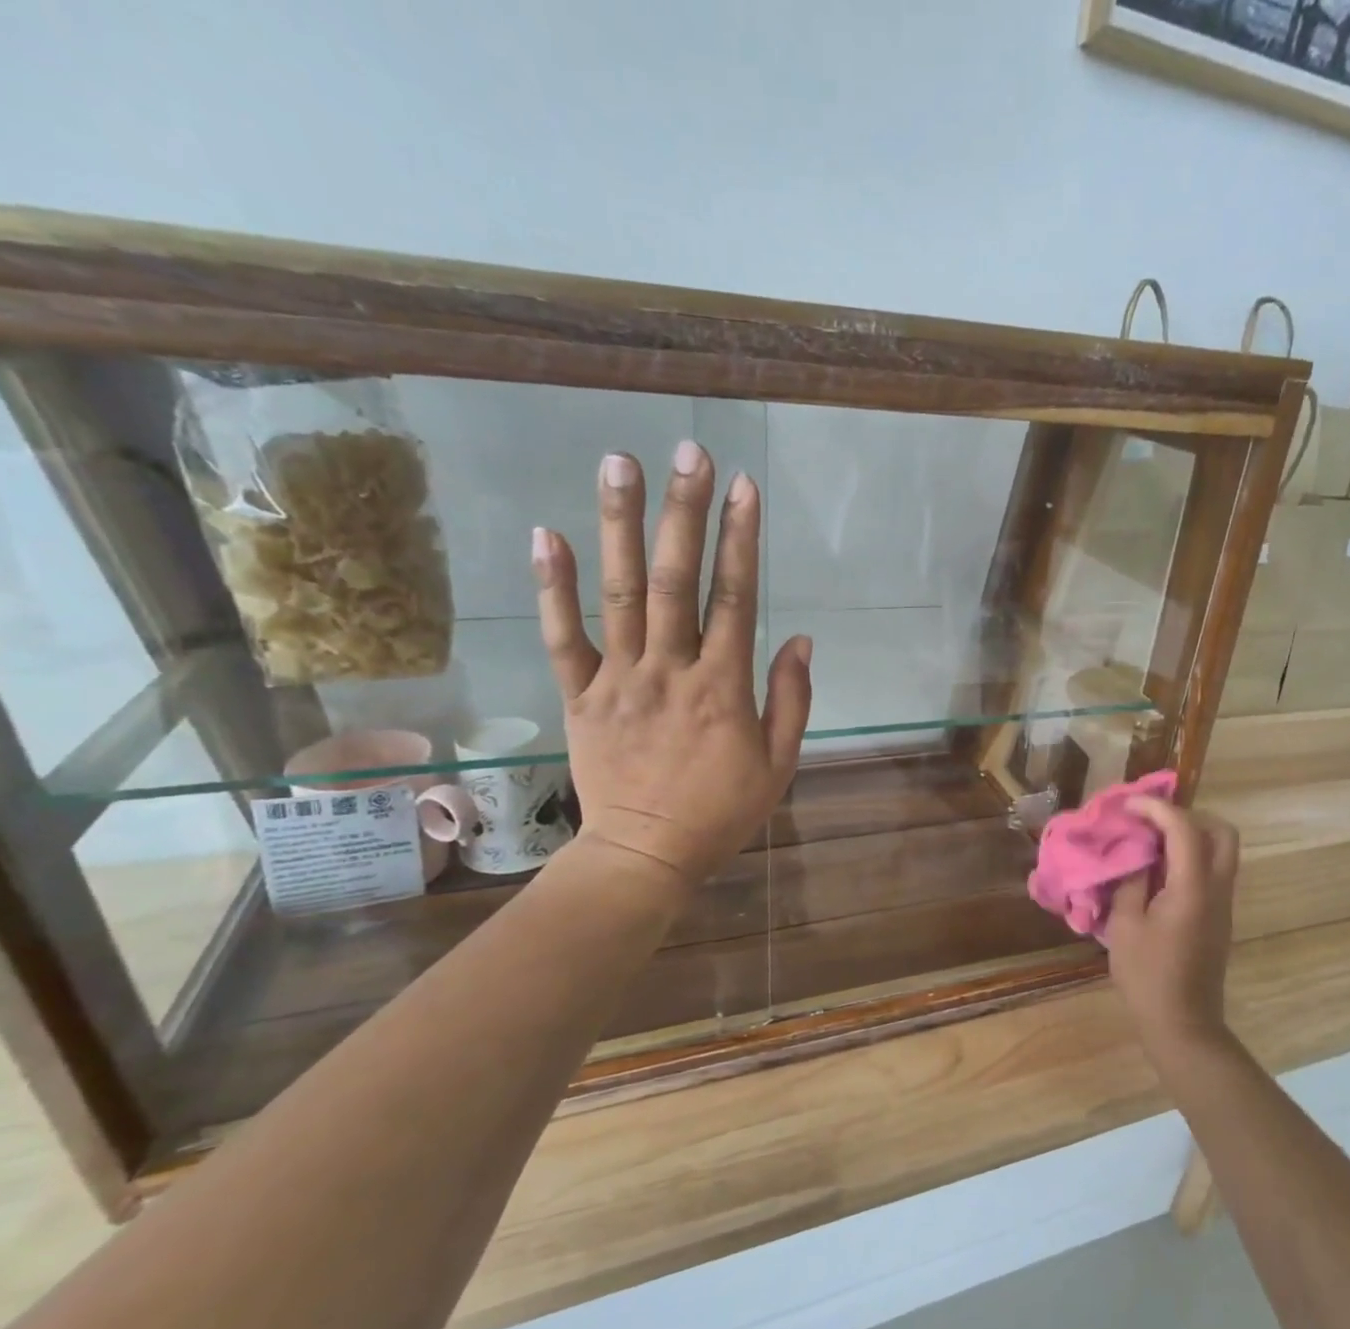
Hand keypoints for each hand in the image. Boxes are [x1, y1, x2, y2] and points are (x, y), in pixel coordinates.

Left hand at [531, 442, 811, 892]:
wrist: (646, 856)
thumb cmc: (721, 812)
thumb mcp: (779, 764)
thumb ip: (792, 699)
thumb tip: (801, 638)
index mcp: (723, 687)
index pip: (735, 597)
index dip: (741, 538)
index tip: (744, 485)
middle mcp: (670, 670)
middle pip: (676, 579)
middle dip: (684, 511)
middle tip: (687, 450)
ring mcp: (619, 680)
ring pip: (619, 593)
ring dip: (620, 525)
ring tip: (620, 463)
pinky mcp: (580, 696)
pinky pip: (562, 637)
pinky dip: (553, 586)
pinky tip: (548, 533)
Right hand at [1103, 798, 1239, 1051]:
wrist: (1182, 1023)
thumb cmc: (1147, 976)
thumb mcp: (1125, 924)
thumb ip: (1132, 881)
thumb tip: (1137, 856)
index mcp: (1193, 888)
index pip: (1184, 829)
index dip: (1156, 808)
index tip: (1128, 806)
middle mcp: (1217, 889)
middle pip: (1222, 832)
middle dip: (1188, 816)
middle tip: (1152, 821)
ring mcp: (1223, 903)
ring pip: (1221, 851)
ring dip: (1191, 836)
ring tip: (1151, 842)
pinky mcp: (1219, 917)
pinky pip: (1213, 870)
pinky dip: (1190, 856)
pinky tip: (1159, 870)